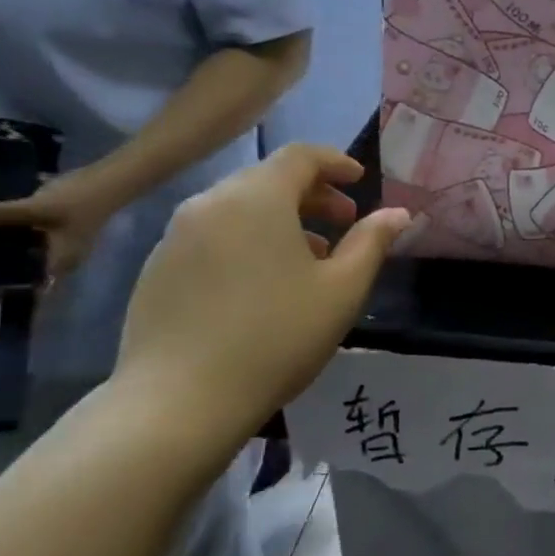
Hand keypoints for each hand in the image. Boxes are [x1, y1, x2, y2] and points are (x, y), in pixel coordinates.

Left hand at [0, 168, 123, 280]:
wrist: (110, 180)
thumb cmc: (79, 201)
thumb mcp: (36, 208)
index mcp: (60, 262)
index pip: (35, 288)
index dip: (12, 293)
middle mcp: (63, 258)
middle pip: (30, 272)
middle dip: (4, 271)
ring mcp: (63, 242)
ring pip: (30, 255)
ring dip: (8, 253)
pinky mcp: (60, 228)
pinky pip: (33, 240)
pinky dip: (16, 238)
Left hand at [114, 144, 409, 435]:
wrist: (180, 399)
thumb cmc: (277, 337)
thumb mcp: (342, 290)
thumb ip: (372, 243)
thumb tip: (398, 214)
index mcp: (257, 198)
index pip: (300, 156)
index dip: (335, 162)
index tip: (360, 181)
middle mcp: (210, 202)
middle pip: (267, 179)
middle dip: (312, 195)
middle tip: (344, 223)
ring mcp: (175, 235)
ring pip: (238, 208)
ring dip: (280, 220)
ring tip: (308, 259)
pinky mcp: (156, 267)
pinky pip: (212, 236)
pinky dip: (246, 241)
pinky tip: (262, 285)